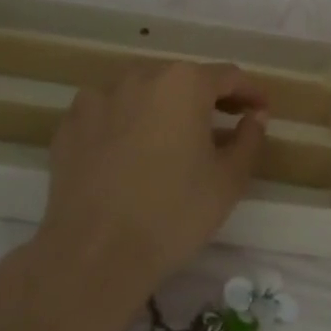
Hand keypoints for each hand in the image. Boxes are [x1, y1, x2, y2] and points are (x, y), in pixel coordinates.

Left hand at [32, 63, 268, 308]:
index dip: (249, 92)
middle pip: (182, 79)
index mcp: (184, 83)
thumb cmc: (174, 214)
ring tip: (173, 139)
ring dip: (163, 108)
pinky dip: (125, 123)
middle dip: (206, 99)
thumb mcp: (229, 180)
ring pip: (142, 93)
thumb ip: (249, 139)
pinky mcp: (70, 125)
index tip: (261, 110)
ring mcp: (99, 98)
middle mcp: (140, 77)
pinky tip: (130, 152)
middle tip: (223, 126)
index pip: (228, 76)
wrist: (94, 254)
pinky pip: (108, 113)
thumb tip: (254, 116)